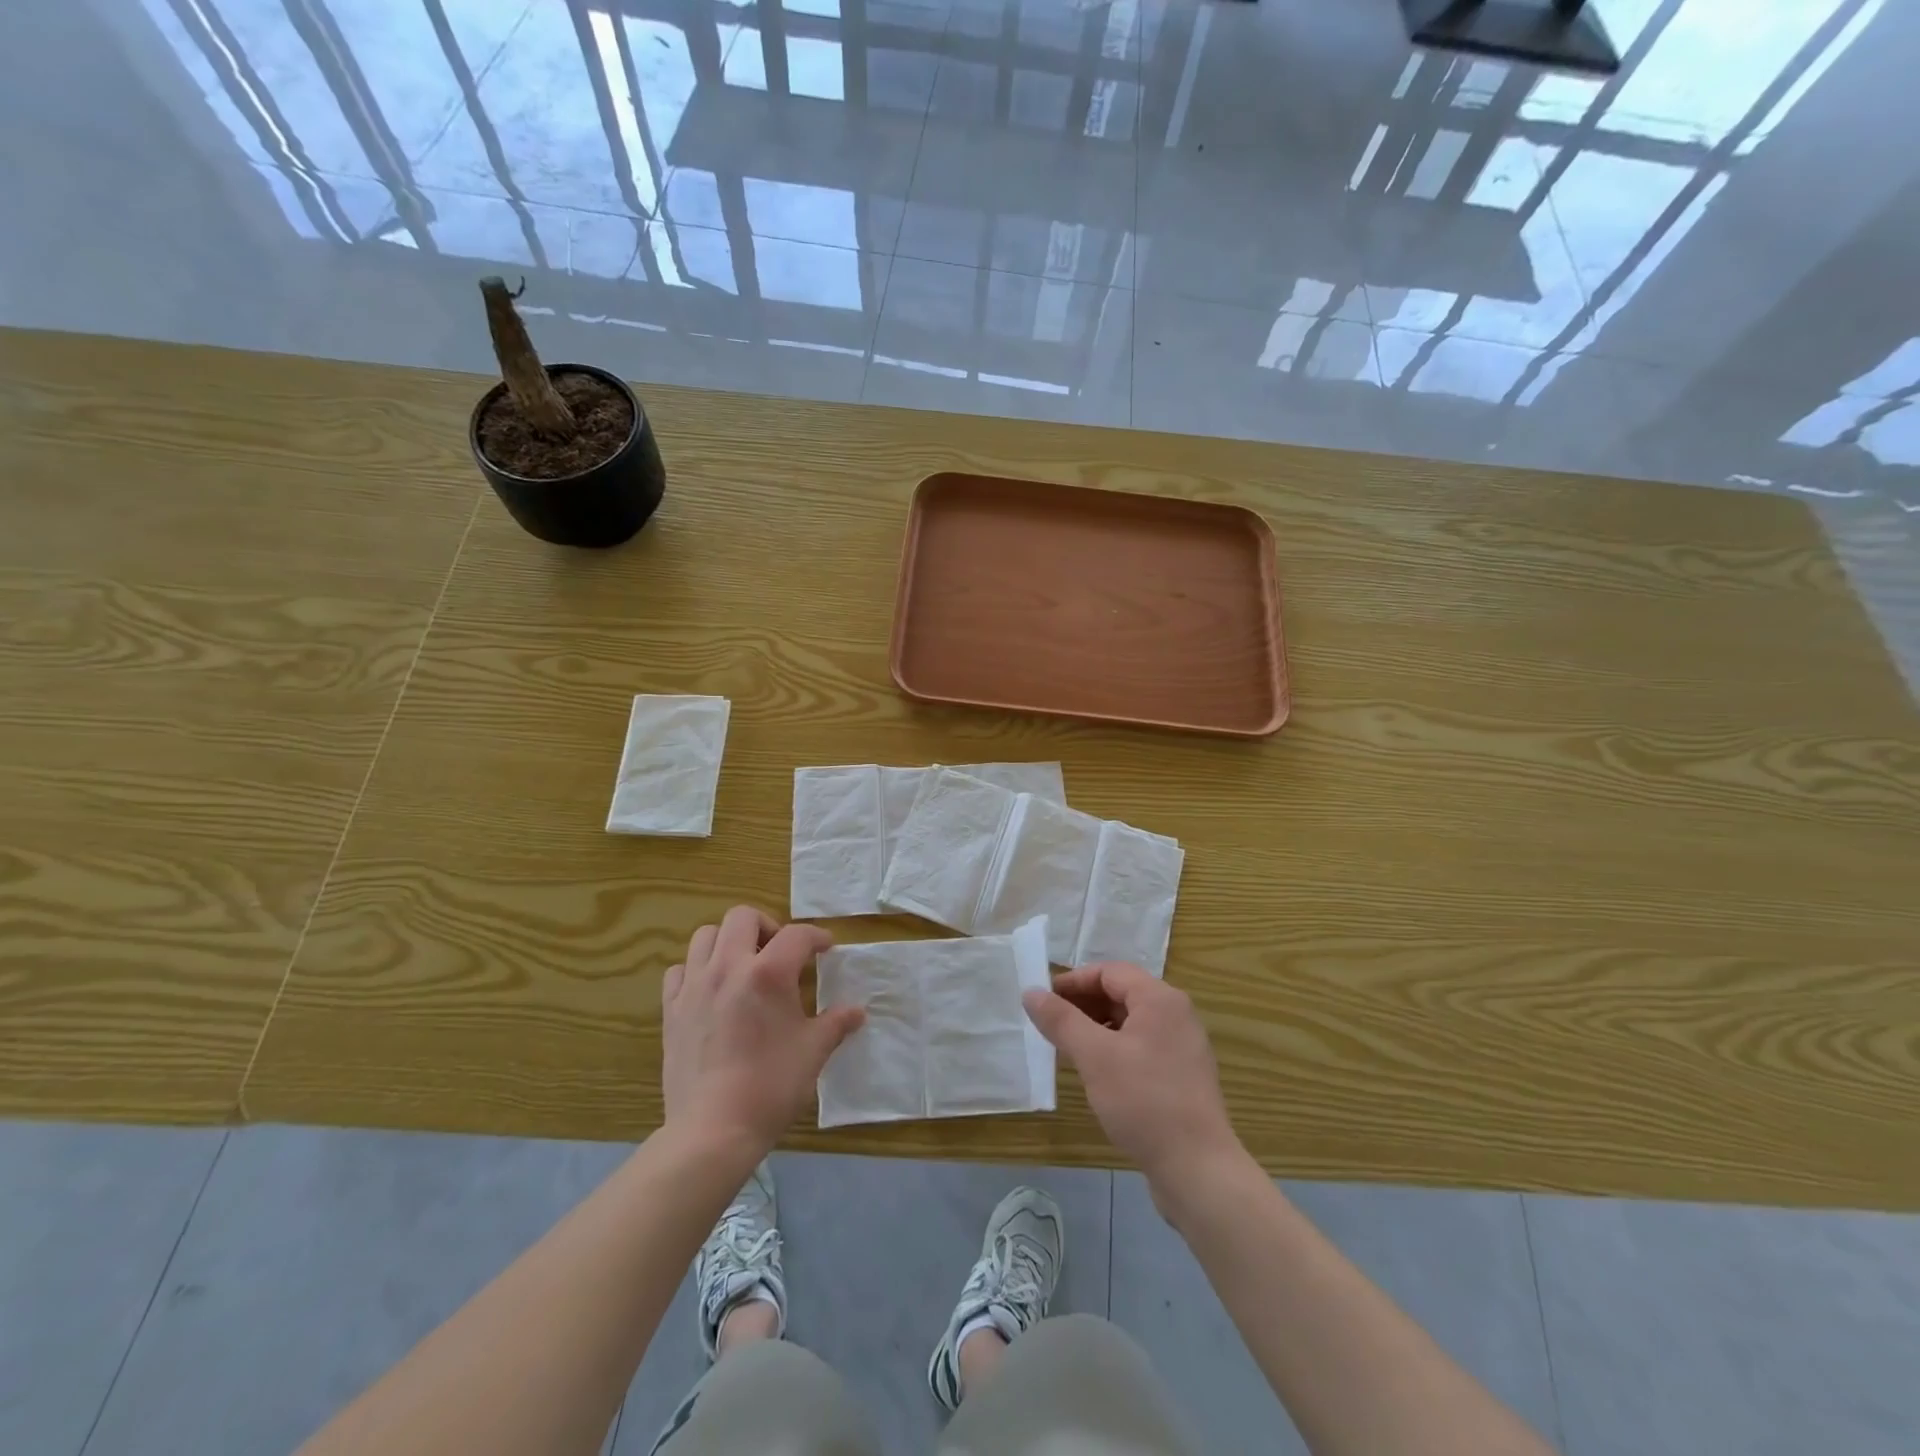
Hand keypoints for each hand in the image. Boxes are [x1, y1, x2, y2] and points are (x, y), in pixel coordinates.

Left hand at [661, 906, 863, 1156]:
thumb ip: (836, 1023)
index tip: (826, 949)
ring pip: (705, 936)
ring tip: (744, 965)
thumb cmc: (771, 1086)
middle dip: (767, 926)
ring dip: (728, 941)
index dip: (816, 937)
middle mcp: (728, 967)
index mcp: (768, 973)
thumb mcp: (813, 1051)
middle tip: (780, 953)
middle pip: (742, 917)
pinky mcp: (671, 1010)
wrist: (713, 1130)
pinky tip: (710, 990)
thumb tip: (857, 1012)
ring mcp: (694, 986)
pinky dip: (695, 970)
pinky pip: (679, 971)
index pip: (797, 935)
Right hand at [1024, 963, 1243, 1200]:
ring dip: (1097, 1027)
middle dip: (1083, 1004)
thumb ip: (1061, 1020)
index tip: (1043, 1000)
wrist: (1198, 1169)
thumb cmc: (1144, 1101)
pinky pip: (1142, 1046)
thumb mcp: (1094, 1056)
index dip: (1073, 981)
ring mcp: (1183, 1046)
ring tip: (1068, 1047)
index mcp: (1160, 999)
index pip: (1110, 972)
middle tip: (1050, 1024)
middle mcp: (1176, 1014)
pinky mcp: (1183, 1075)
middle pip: (1122, 993)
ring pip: (1131, 1022)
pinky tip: (1097, 1072)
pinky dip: (1115, 1048)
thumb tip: (1031, 992)